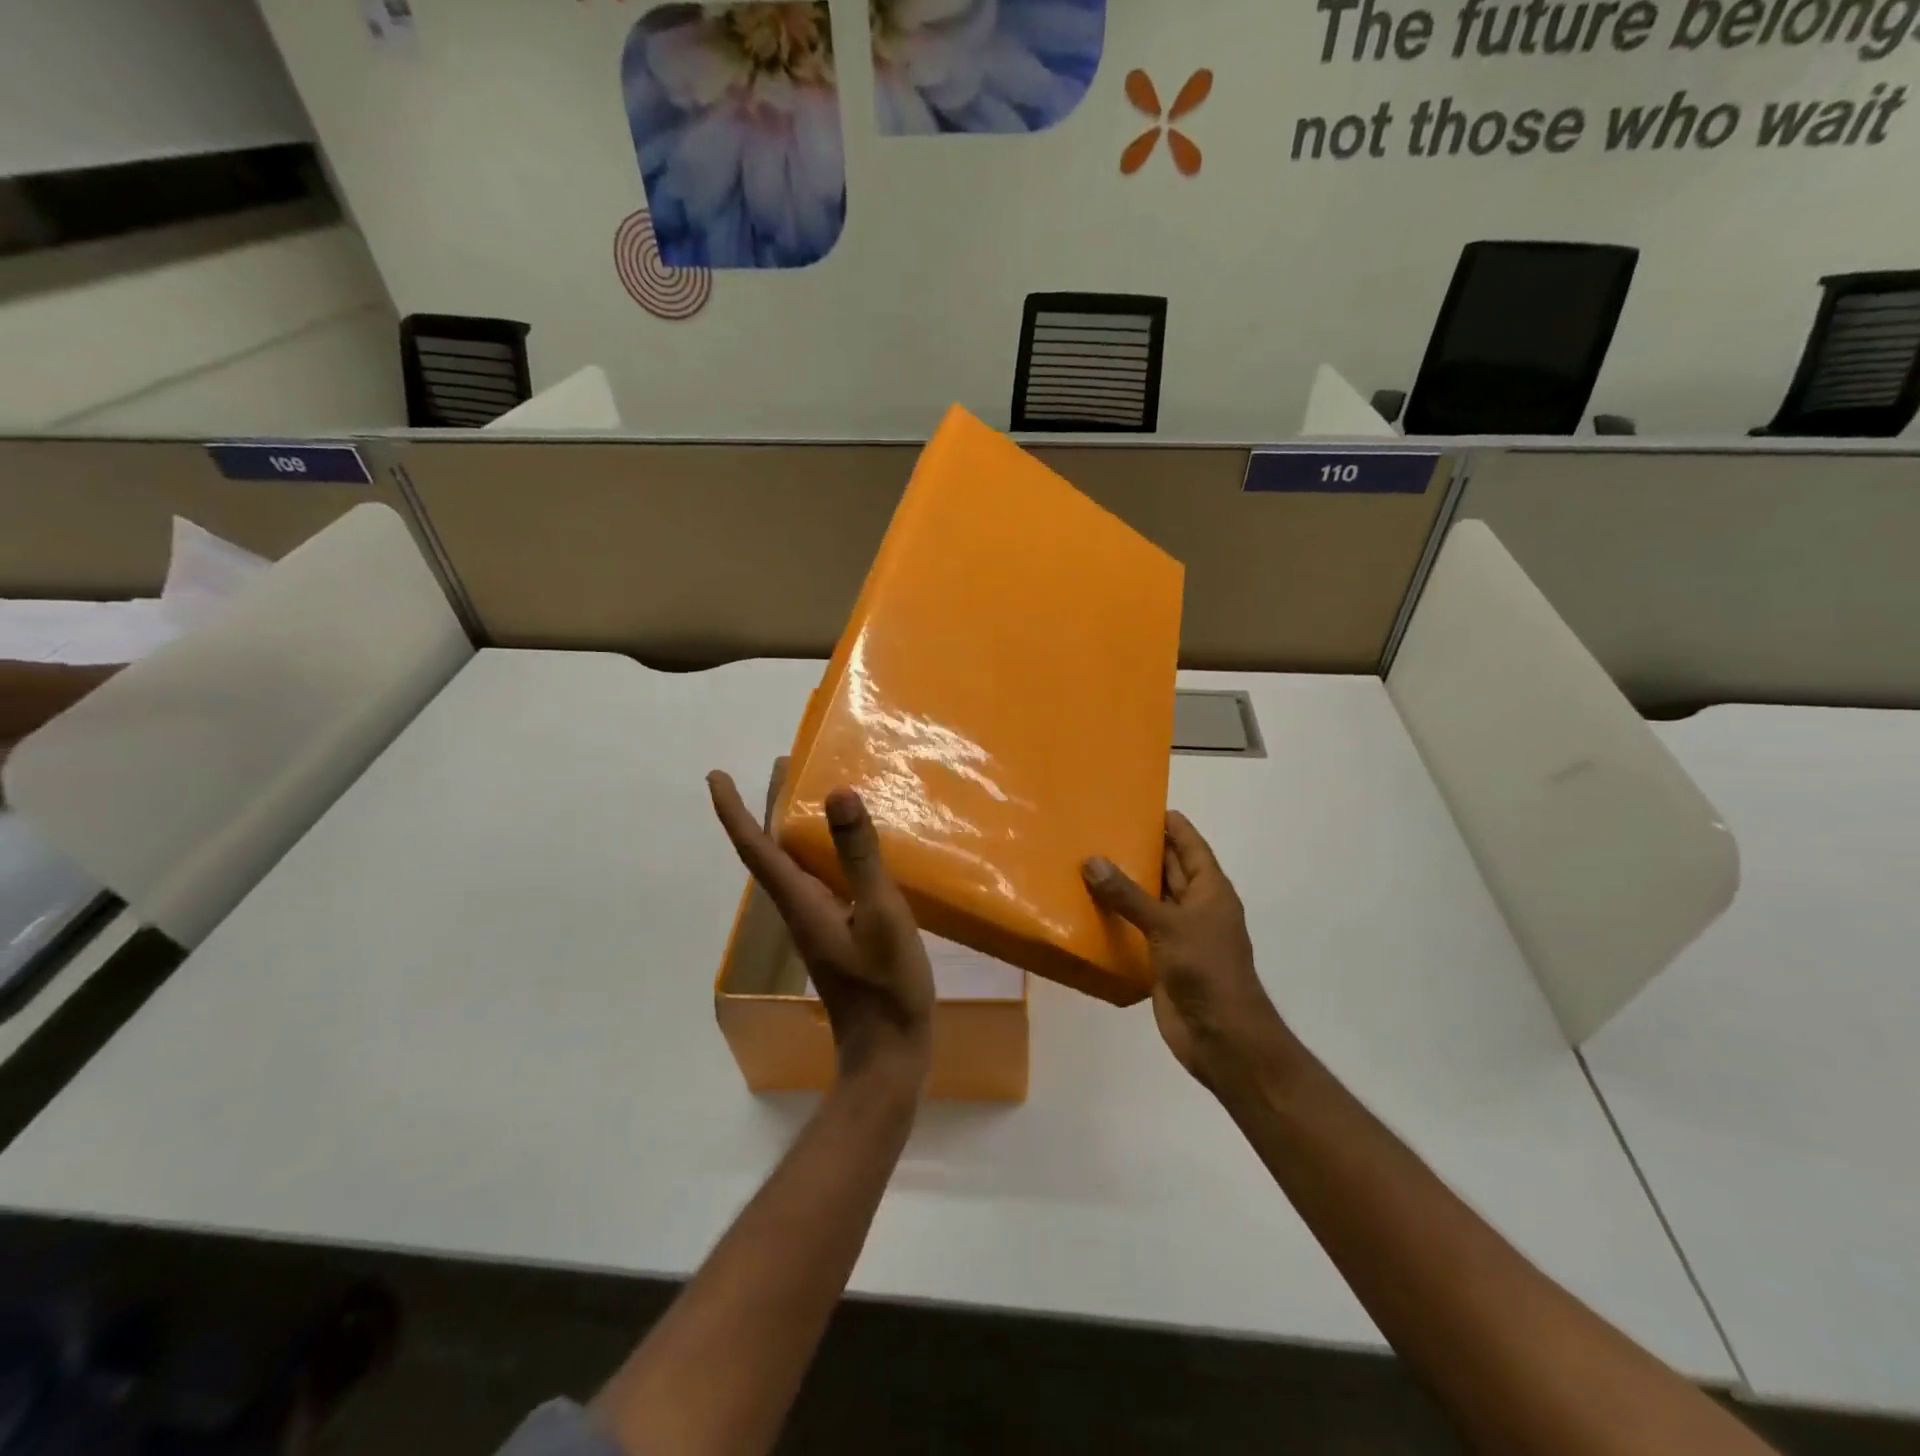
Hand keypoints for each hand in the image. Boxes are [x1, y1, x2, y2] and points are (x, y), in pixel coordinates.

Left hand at [709, 762, 934, 1093]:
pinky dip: (820, 851)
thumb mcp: (881, 914)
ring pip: (793, 864)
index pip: (755, 847)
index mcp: (800, 901)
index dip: (733, 810)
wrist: (888, 1052)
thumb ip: (859, 857)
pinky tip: (846, 850)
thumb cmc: (886, 986)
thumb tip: (837, 794)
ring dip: (792, 826)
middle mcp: (799, 909)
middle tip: (783, 765)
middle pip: (770, 849)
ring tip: (810, 793)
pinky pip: (817, 879)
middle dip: (768, 806)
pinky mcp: (835, 934)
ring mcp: (816, 924)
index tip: (715, 775)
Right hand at [1083, 812, 1289, 1088]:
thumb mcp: (1168, 925)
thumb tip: (1092, 861)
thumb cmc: (1206, 970)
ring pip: (1149, 899)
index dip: (1171, 824)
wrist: (1221, 1037)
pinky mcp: (1162, 959)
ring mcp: (1179, 935)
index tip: (1141, 803)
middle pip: (1168, 869)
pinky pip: (1137, 929)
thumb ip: (1128, 895)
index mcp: (1210, 890)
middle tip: (1102, 828)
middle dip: (1141, 849)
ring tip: (1087, 860)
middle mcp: (1196, 907)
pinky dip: (1117, 917)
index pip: (1190, 845)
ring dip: (1125, 884)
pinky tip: (1088, 906)